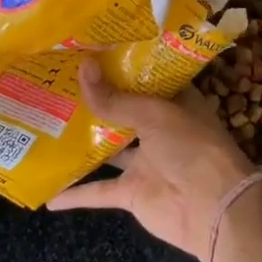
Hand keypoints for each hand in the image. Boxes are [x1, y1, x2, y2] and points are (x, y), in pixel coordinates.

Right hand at [48, 58, 257, 261]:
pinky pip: (99, 192)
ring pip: (108, 149)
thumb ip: (116, 99)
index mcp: (174, 102)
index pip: (145, 78)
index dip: (121, 66)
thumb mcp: (154, 115)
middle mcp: (159, 129)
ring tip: (47, 126)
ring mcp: (145, 162)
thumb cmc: (192, 147)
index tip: (90, 52)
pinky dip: (76, 195)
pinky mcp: (133, 192)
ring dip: (83, 142)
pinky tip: (49, 195)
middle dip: (96, 101)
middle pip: (123, 112)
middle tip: (59, 83)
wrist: (213, 209)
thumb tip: (83, 68)